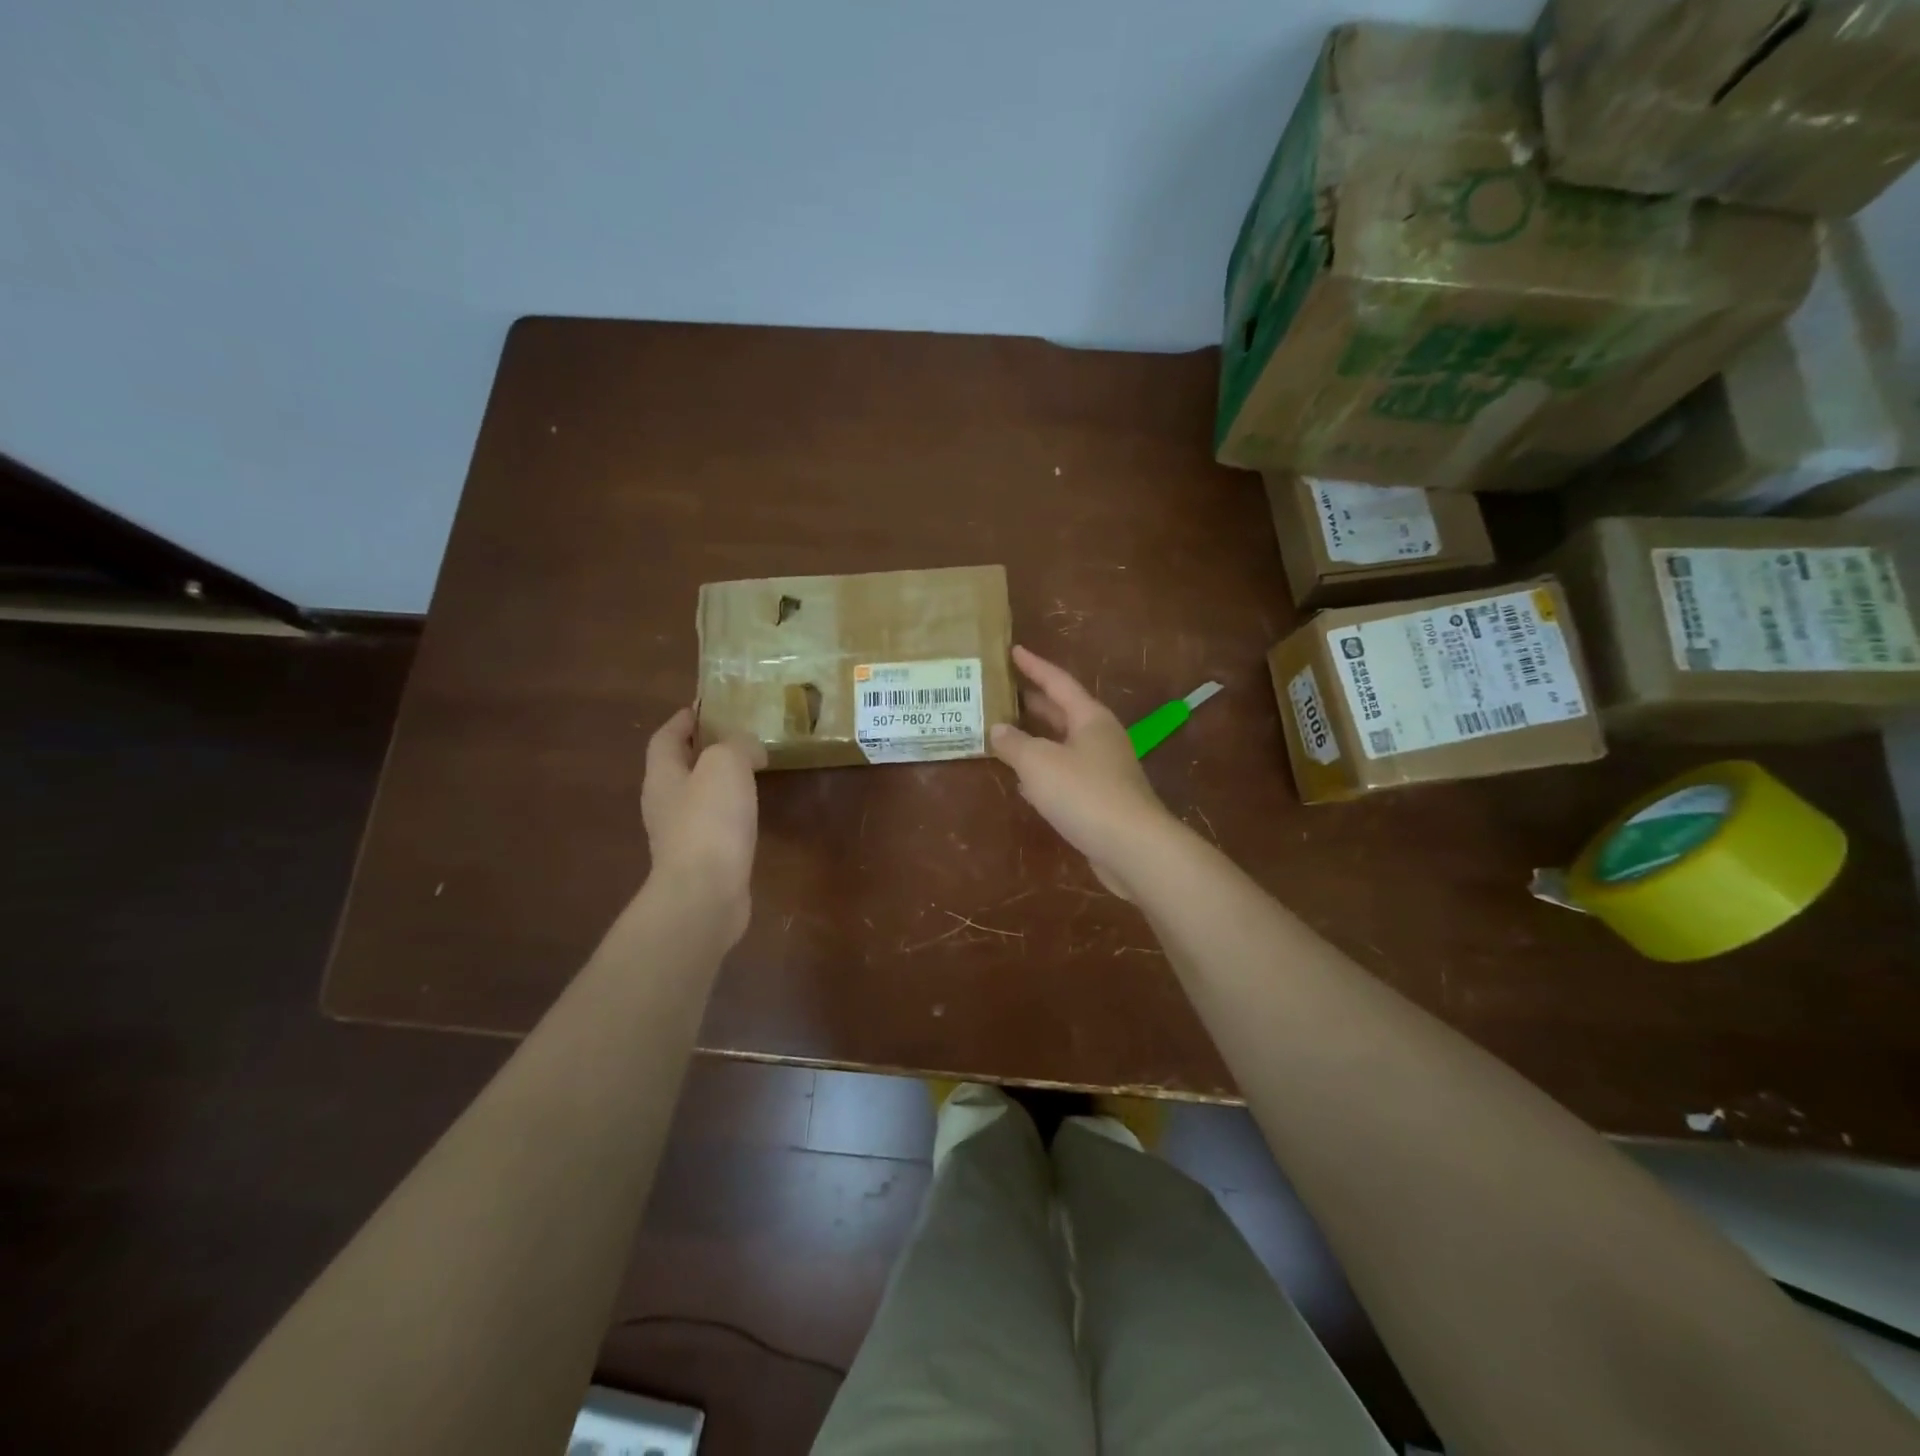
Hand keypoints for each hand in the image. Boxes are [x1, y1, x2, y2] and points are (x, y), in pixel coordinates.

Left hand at [642, 708, 764, 939]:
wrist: (705, 894)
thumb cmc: (710, 821)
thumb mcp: (726, 765)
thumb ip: (738, 746)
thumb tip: (749, 749)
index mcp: (662, 776)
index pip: (665, 737)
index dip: (682, 720)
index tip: (704, 707)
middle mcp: (664, 804)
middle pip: (678, 767)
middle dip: (701, 750)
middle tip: (735, 737)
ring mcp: (680, 836)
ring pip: (697, 797)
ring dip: (717, 782)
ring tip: (749, 771)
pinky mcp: (701, 861)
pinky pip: (714, 825)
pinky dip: (730, 812)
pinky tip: (751, 813)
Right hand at [990, 646, 1180, 900]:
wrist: (1132, 847)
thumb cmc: (1084, 793)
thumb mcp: (1039, 763)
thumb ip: (1014, 743)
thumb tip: (998, 729)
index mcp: (1090, 718)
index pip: (1058, 682)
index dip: (1034, 666)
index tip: (1013, 650)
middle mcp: (1100, 738)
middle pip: (1062, 712)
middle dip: (1033, 702)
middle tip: (1003, 692)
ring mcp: (1103, 769)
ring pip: (1063, 745)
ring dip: (1036, 738)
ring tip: (1005, 732)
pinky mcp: (1101, 799)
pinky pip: (1066, 774)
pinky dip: (1043, 771)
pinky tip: (1024, 781)